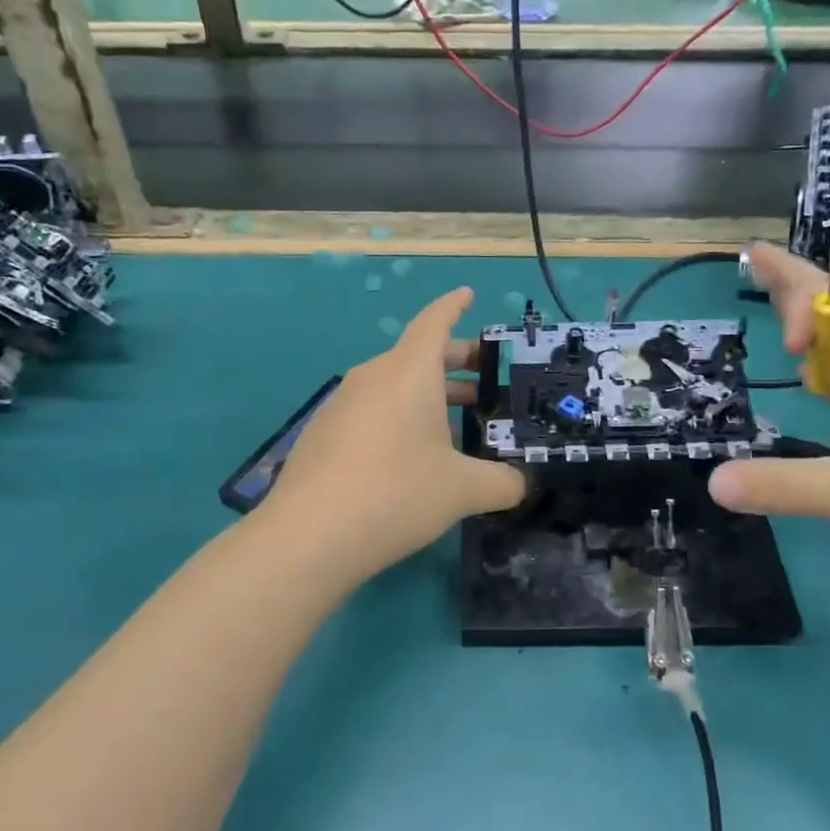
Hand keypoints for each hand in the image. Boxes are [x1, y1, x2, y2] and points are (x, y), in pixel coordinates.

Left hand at [260, 288, 526, 581]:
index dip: (454, 306)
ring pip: (394, 385)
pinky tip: (412, 454)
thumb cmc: (396, 493)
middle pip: (417, 355)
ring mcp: (342, 404)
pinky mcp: (324, 433)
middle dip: (455, 362)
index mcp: (408, 372)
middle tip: (486, 380)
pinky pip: (371, 410)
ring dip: (428, 395)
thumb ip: (502, 483)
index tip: (467, 294)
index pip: (434, 322)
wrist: (309, 536)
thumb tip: (520, 485)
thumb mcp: (463, 490)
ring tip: (457, 421)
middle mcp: (372, 377)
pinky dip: (399, 417)